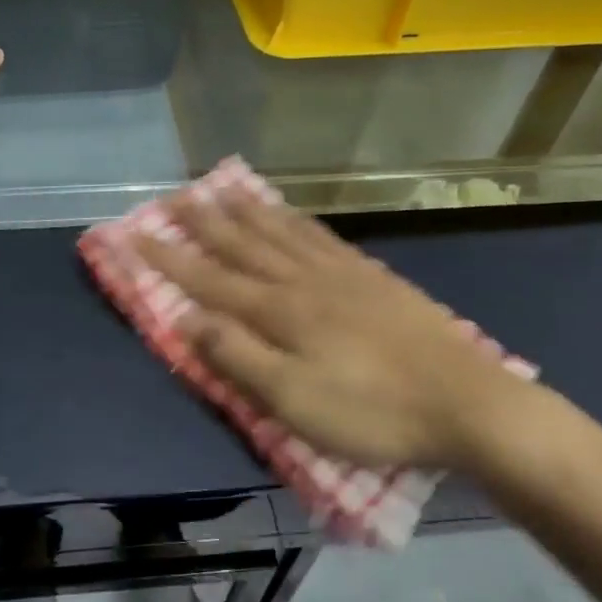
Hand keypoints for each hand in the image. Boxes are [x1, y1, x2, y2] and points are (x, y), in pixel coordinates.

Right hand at [138, 190, 538, 471]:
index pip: (208, 279)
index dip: (169, 259)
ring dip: (245, 211)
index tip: (135, 235)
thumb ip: (237, 357)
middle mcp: (302, 280)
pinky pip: (320, 236)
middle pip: (242, 244)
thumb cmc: (372, 412)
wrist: (466, 403)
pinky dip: (294, 220)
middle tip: (173, 197)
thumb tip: (188, 318)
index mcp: (278, 311)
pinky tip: (288, 214)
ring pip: (280, 232)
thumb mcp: (293, 401)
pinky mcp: (371, 277)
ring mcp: (340, 274)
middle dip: (202, 222)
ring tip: (221, 189)